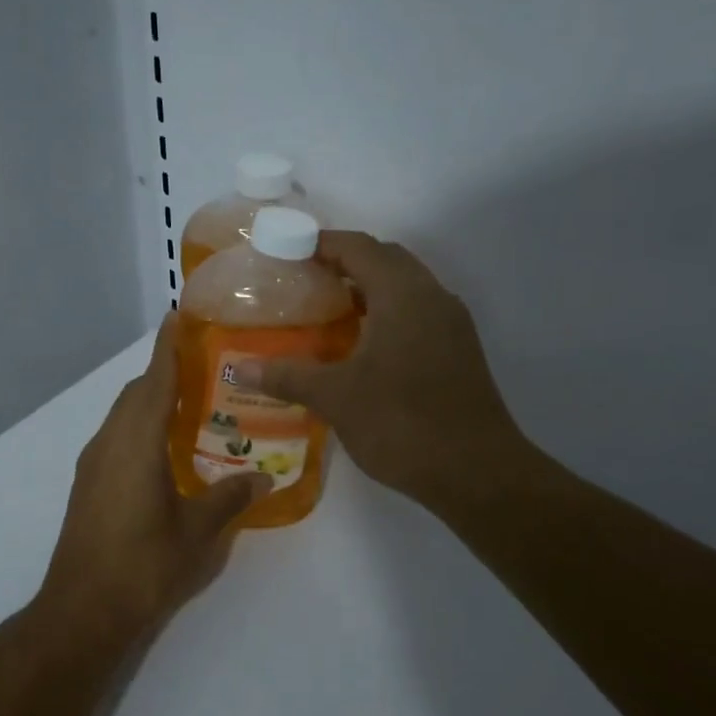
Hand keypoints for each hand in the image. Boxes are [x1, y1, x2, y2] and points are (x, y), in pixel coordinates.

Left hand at [38, 315, 269, 637]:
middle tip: (204, 367)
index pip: (155, 380)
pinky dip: (140, 427)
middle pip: (136, 393)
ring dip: (151, 401)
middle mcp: (110, 442)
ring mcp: (93, 463)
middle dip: (164, 373)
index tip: (179, 315)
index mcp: (136, 442)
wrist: (81, 610)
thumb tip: (264, 478)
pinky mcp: (87, 484)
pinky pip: (117, 437)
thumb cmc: (143, 564)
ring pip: (123, 415)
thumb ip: (231, 498)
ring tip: (191, 404)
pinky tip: (165, 450)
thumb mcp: (198, 532)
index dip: (168, 347)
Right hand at [258, 232, 523, 510]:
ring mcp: (451, 325)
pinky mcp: (459, 352)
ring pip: (406, 287)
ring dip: (370, 288)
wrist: (477, 472)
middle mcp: (433, 297)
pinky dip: (388, 313)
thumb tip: (239, 367)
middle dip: (346, 261)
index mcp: (403, 294)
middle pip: (386, 259)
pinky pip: (418, 313)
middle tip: (305, 280)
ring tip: (328, 310)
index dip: (321, 243)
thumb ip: (287, 376)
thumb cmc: (403, 423)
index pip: (359, 247)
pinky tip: (363, 346)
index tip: (287, 251)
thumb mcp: (336, 398)